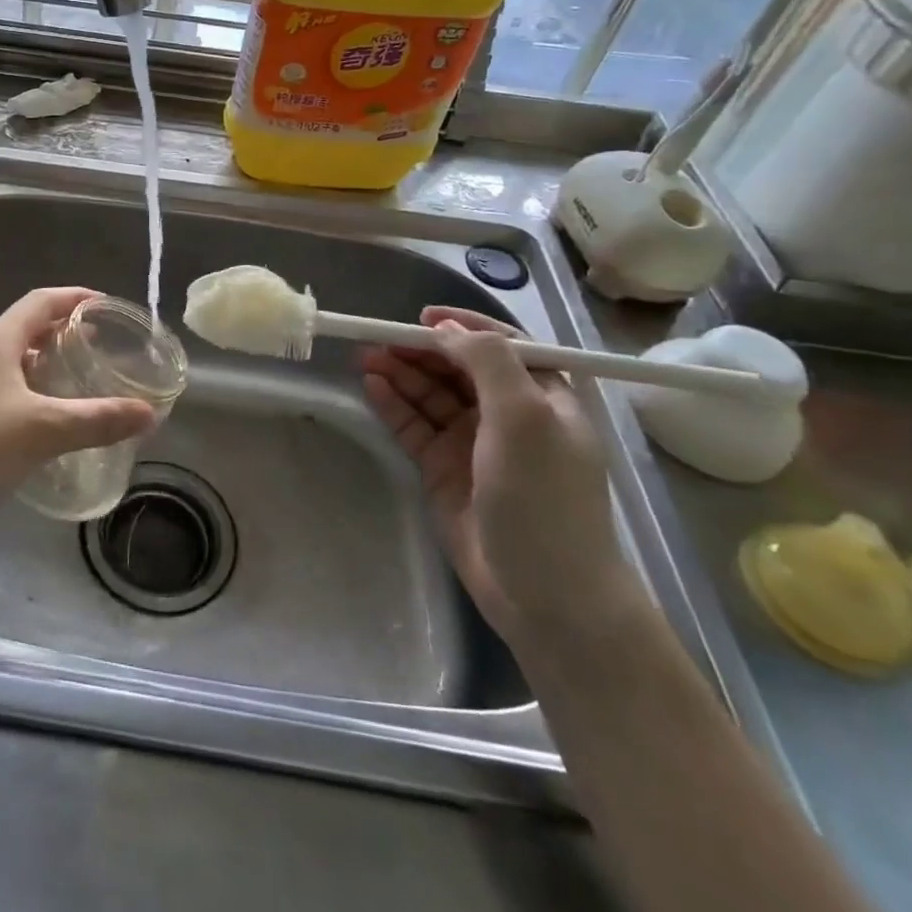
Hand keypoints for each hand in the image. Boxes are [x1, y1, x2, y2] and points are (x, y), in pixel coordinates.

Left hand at [0, 287, 156, 528]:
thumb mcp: (42, 428)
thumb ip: (96, 419)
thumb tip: (149, 412)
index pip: (42, 301)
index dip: (75, 297)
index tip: (107, 305)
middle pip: (28, 326)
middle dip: (65, 330)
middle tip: (102, 345)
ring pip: (15, 358)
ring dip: (47, 361)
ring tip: (80, 377)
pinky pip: (4, 385)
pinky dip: (31, 389)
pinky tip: (47, 416)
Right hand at [361, 307, 638, 648]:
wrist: (547, 595)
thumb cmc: (544, 498)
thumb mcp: (525, 419)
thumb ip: (488, 364)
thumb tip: (447, 329)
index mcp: (542, 396)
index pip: (500, 345)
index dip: (463, 327)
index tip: (423, 316)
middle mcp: (507, 414)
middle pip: (458, 367)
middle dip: (421, 349)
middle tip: (379, 337)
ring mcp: (473, 442)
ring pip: (431, 393)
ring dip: (401, 372)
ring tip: (365, 356)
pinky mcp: (443, 469)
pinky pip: (414, 425)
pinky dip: (394, 403)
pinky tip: (371, 386)